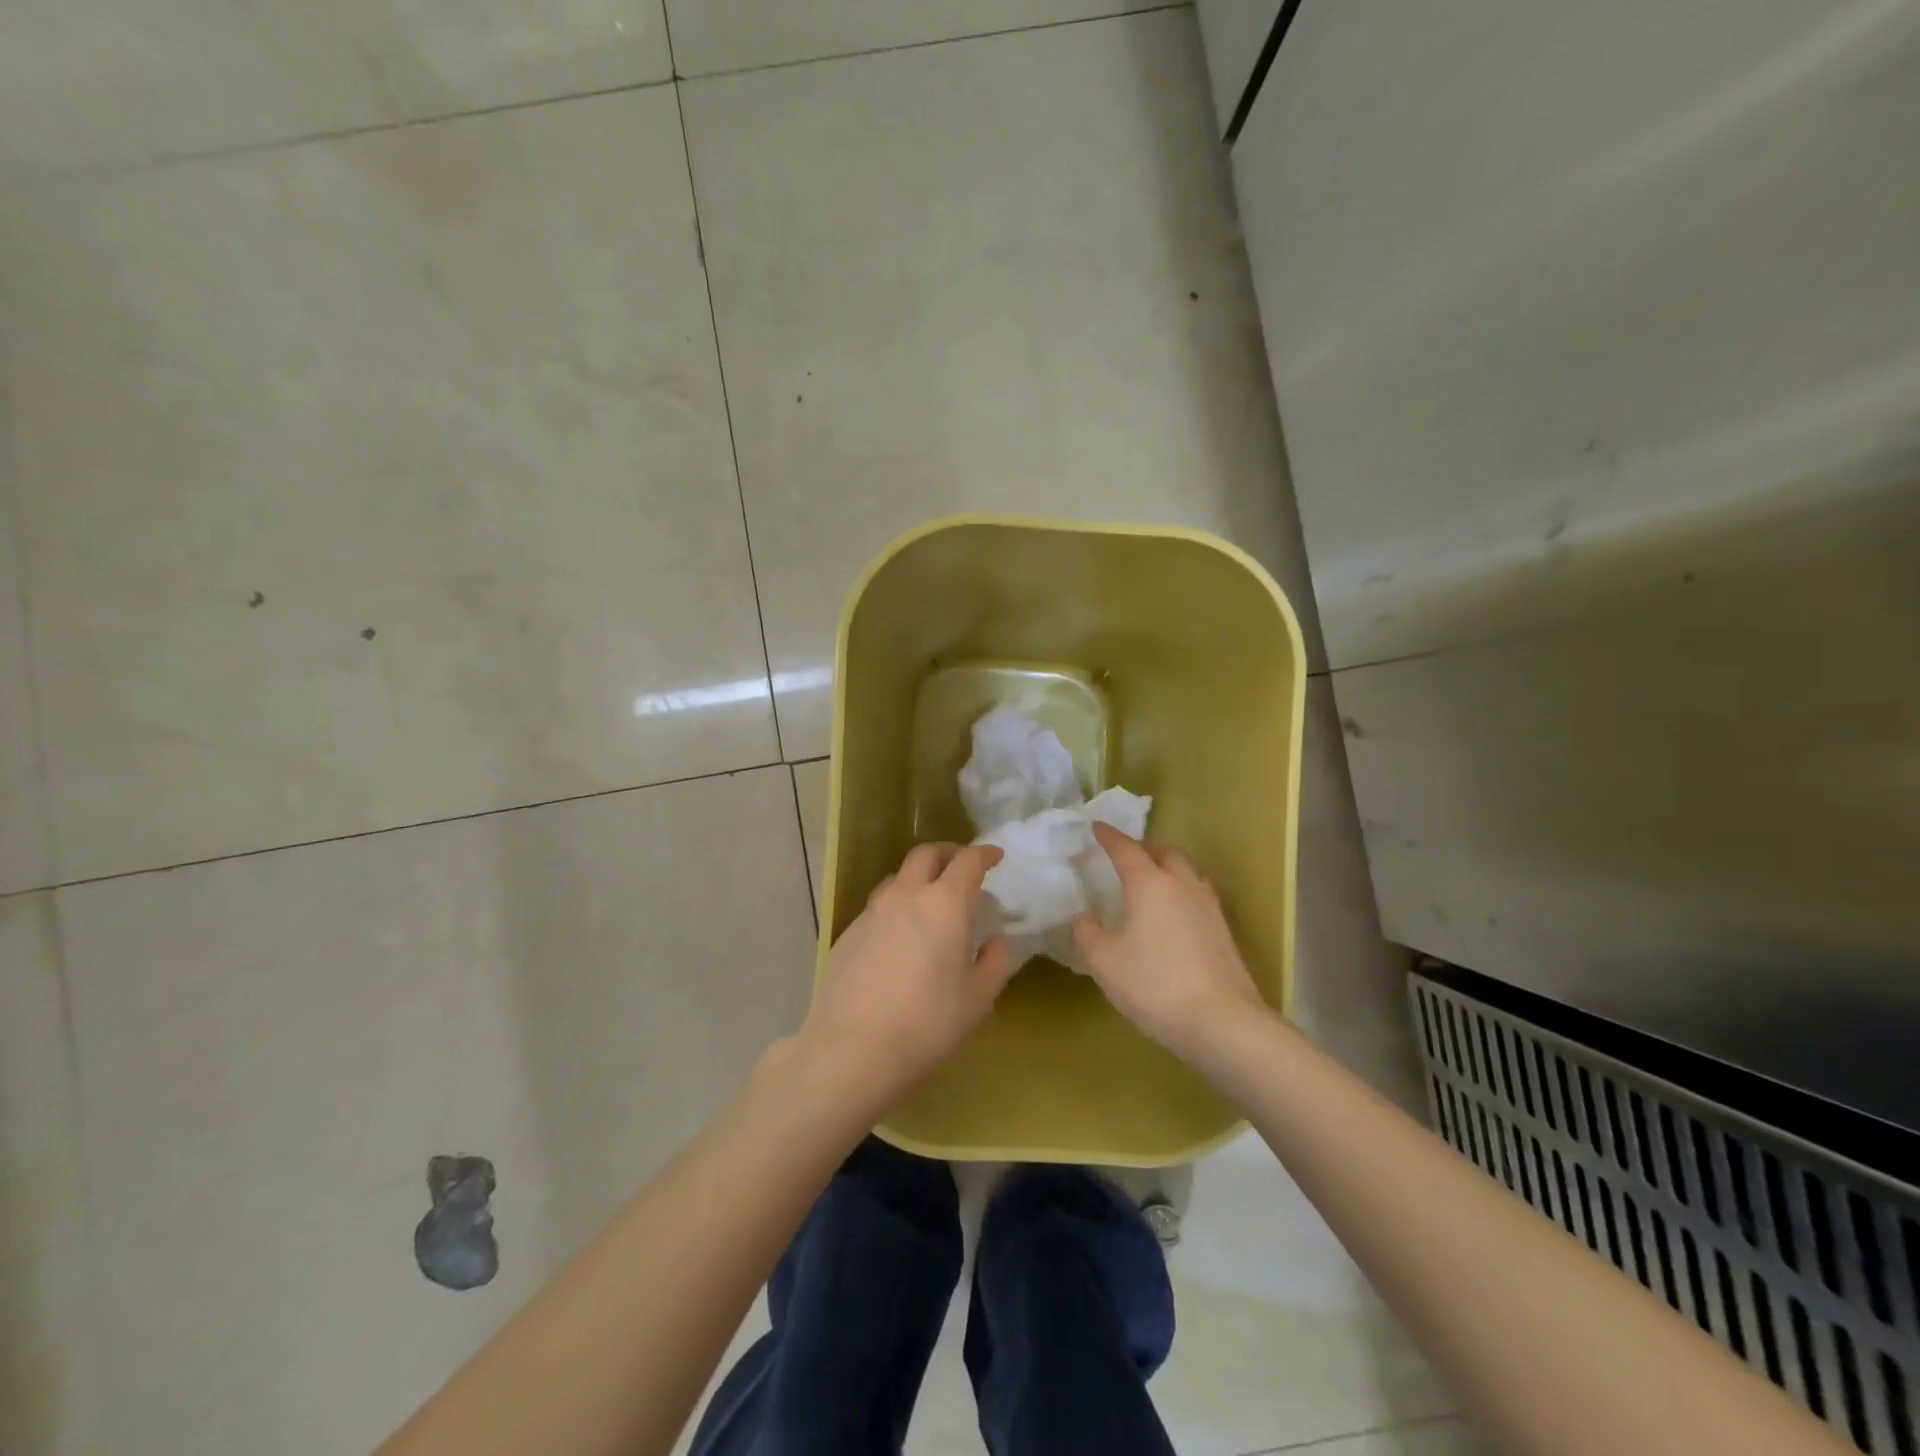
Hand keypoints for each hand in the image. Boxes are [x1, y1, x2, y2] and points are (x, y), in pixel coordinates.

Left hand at [800, 842, 1012, 1104]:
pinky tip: (900, 936)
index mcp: (945, 903)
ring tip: (930, 900)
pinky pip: (878, 906)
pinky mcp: (848, 932)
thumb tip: (994, 943)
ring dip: (918, 878)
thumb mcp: (978, 999)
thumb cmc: (928, 1022)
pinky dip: (896, 907)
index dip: (984, 854)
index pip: (967, 861)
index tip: (995, 857)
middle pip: (926, 854)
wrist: (853, 1047)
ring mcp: (872, 912)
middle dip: (948, 853)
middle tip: (962, 866)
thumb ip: (994, 963)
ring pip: (898, 877)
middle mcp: (906, 895)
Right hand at [1071, 822, 1264, 1060]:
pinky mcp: (1224, 933)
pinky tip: (1176, 914)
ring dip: (1168, 867)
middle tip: (1127, 854)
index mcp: (1150, 884)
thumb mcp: (1104, 961)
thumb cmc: (1155, 984)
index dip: (1110, 837)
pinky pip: (1199, 896)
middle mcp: (1182, 886)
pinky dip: (1182, 892)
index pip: (1126, 850)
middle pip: (1165, 853)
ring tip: (1153, 880)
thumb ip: (1087, 934)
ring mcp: (1209, 908)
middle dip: (1144, 848)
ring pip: (1188, 873)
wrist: (1222, 1022)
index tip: (1097, 827)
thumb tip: (1085, 918)